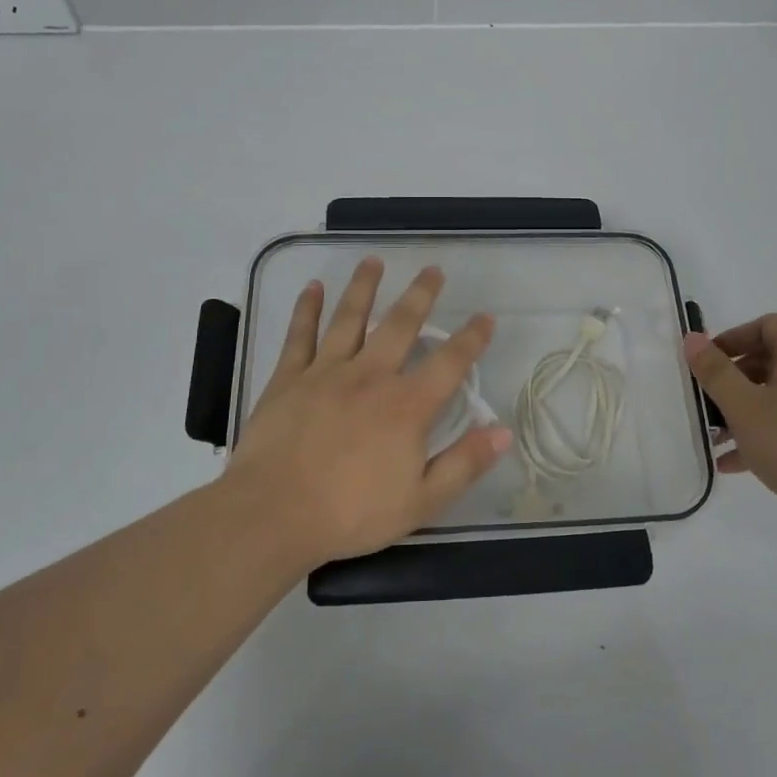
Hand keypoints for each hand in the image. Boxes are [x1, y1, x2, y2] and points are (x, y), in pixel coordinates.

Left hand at [227, 257, 511, 565]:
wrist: (273, 514)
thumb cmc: (351, 513)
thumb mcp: (421, 502)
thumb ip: (464, 464)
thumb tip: (503, 432)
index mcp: (407, 406)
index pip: (449, 363)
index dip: (472, 338)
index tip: (486, 317)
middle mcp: (370, 376)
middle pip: (400, 325)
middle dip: (421, 295)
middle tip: (433, 270)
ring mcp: (326, 372)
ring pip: (350, 318)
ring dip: (364, 287)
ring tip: (374, 261)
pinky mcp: (288, 379)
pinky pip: (300, 335)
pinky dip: (307, 309)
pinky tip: (314, 288)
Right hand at [683, 314, 776, 527]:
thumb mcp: (743, 407)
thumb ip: (715, 371)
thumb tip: (693, 338)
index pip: (767, 325)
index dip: (733, 339)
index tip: (708, 364)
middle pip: (773, 360)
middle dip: (735, 380)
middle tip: (708, 404)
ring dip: (747, 410)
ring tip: (717, 439)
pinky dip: (768, 432)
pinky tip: (737, 463)